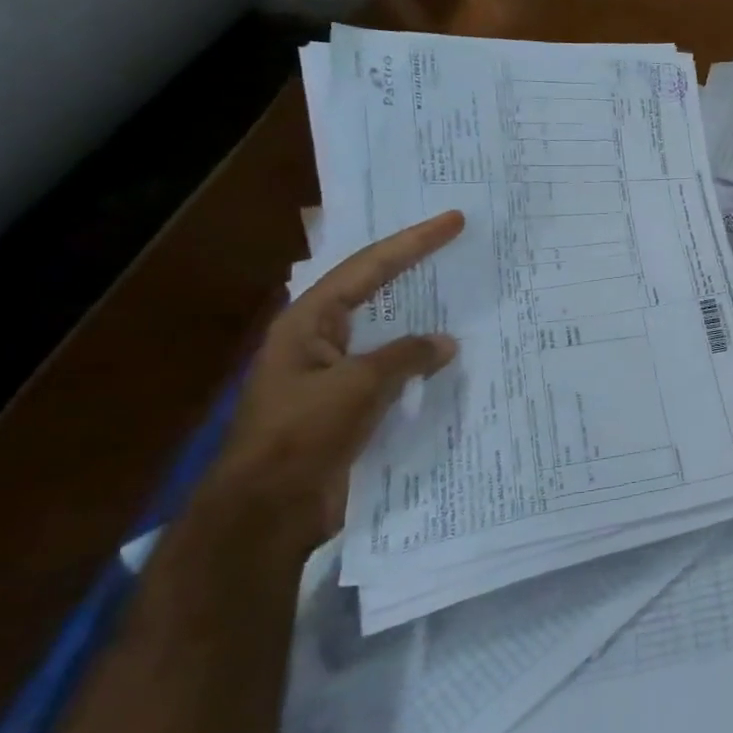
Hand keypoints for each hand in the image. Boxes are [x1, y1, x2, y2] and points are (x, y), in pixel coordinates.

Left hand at [209, 211, 465, 543]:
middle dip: (414, 269)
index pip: (367, 268)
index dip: (413, 242)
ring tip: (463, 297)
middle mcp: (320, 340)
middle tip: (457, 247)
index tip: (454, 221)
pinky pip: (394, 371)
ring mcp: (335, 374)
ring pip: (388, 333)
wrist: (268, 511)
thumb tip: (445, 343)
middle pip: (374, 292)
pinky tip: (450, 360)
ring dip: (423, 318)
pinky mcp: (350, 406)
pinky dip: (422, 362)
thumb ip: (406, 356)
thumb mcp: (358, 386)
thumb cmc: (303, 435)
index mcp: (308, 323)